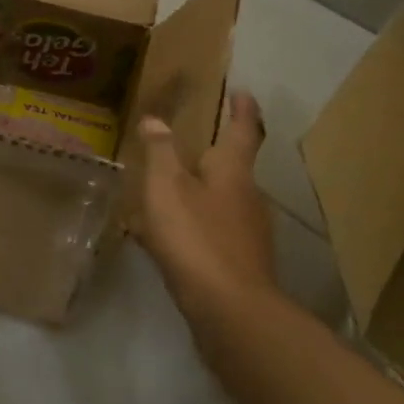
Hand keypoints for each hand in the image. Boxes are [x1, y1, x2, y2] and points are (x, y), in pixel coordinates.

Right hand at [136, 92, 275, 307]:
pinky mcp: (239, 263)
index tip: (242, 91)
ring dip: (197, 193)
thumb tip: (155, 119)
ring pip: (220, 201)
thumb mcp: (167, 187)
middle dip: (212, 155)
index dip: (242, 109)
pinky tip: (164, 237)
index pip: (243, 130)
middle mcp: (248, 197)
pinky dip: (191, 226)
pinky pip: (211, 232)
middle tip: (186, 142)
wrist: (231, 311)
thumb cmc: (197, 237)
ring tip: (164, 190)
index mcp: (233, 171)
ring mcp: (247, 233)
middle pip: (232, 168)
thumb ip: (160, 151)